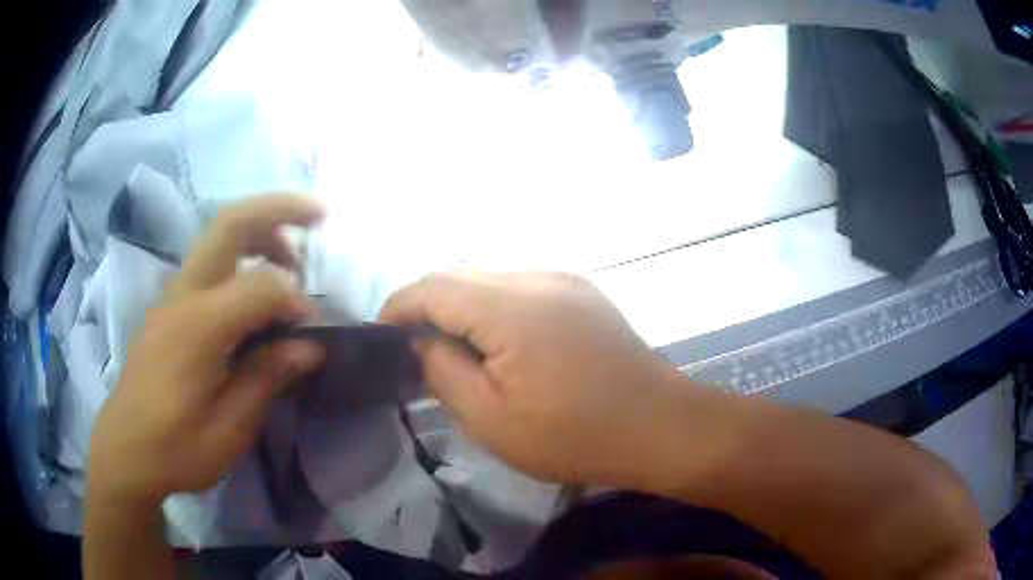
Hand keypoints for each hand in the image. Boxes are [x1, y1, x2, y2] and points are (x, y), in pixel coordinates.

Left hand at [88, 194, 326, 505]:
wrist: (125, 451)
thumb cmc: (177, 447)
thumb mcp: (229, 428)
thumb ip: (267, 377)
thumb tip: (310, 345)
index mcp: (199, 325)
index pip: (261, 285)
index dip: (296, 301)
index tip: (313, 335)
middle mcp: (183, 294)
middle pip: (229, 223)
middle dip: (277, 210)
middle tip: (317, 217)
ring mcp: (171, 297)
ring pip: (216, 236)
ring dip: (257, 232)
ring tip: (289, 260)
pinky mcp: (167, 308)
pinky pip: (207, 263)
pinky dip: (239, 257)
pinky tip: (253, 293)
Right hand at [378, 271, 675, 485]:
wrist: (659, 426)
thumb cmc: (575, 435)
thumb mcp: (491, 419)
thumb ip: (443, 370)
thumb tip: (420, 340)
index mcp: (511, 307)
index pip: (432, 286)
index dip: (398, 306)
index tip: (381, 337)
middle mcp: (537, 276)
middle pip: (459, 275)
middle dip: (427, 307)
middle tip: (414, 350)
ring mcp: (564, 279)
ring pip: (489, 277)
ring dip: (460, 306)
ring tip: (452, 350)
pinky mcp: (581, 291)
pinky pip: (519, 286)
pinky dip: (492, 307)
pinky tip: (496, 343)